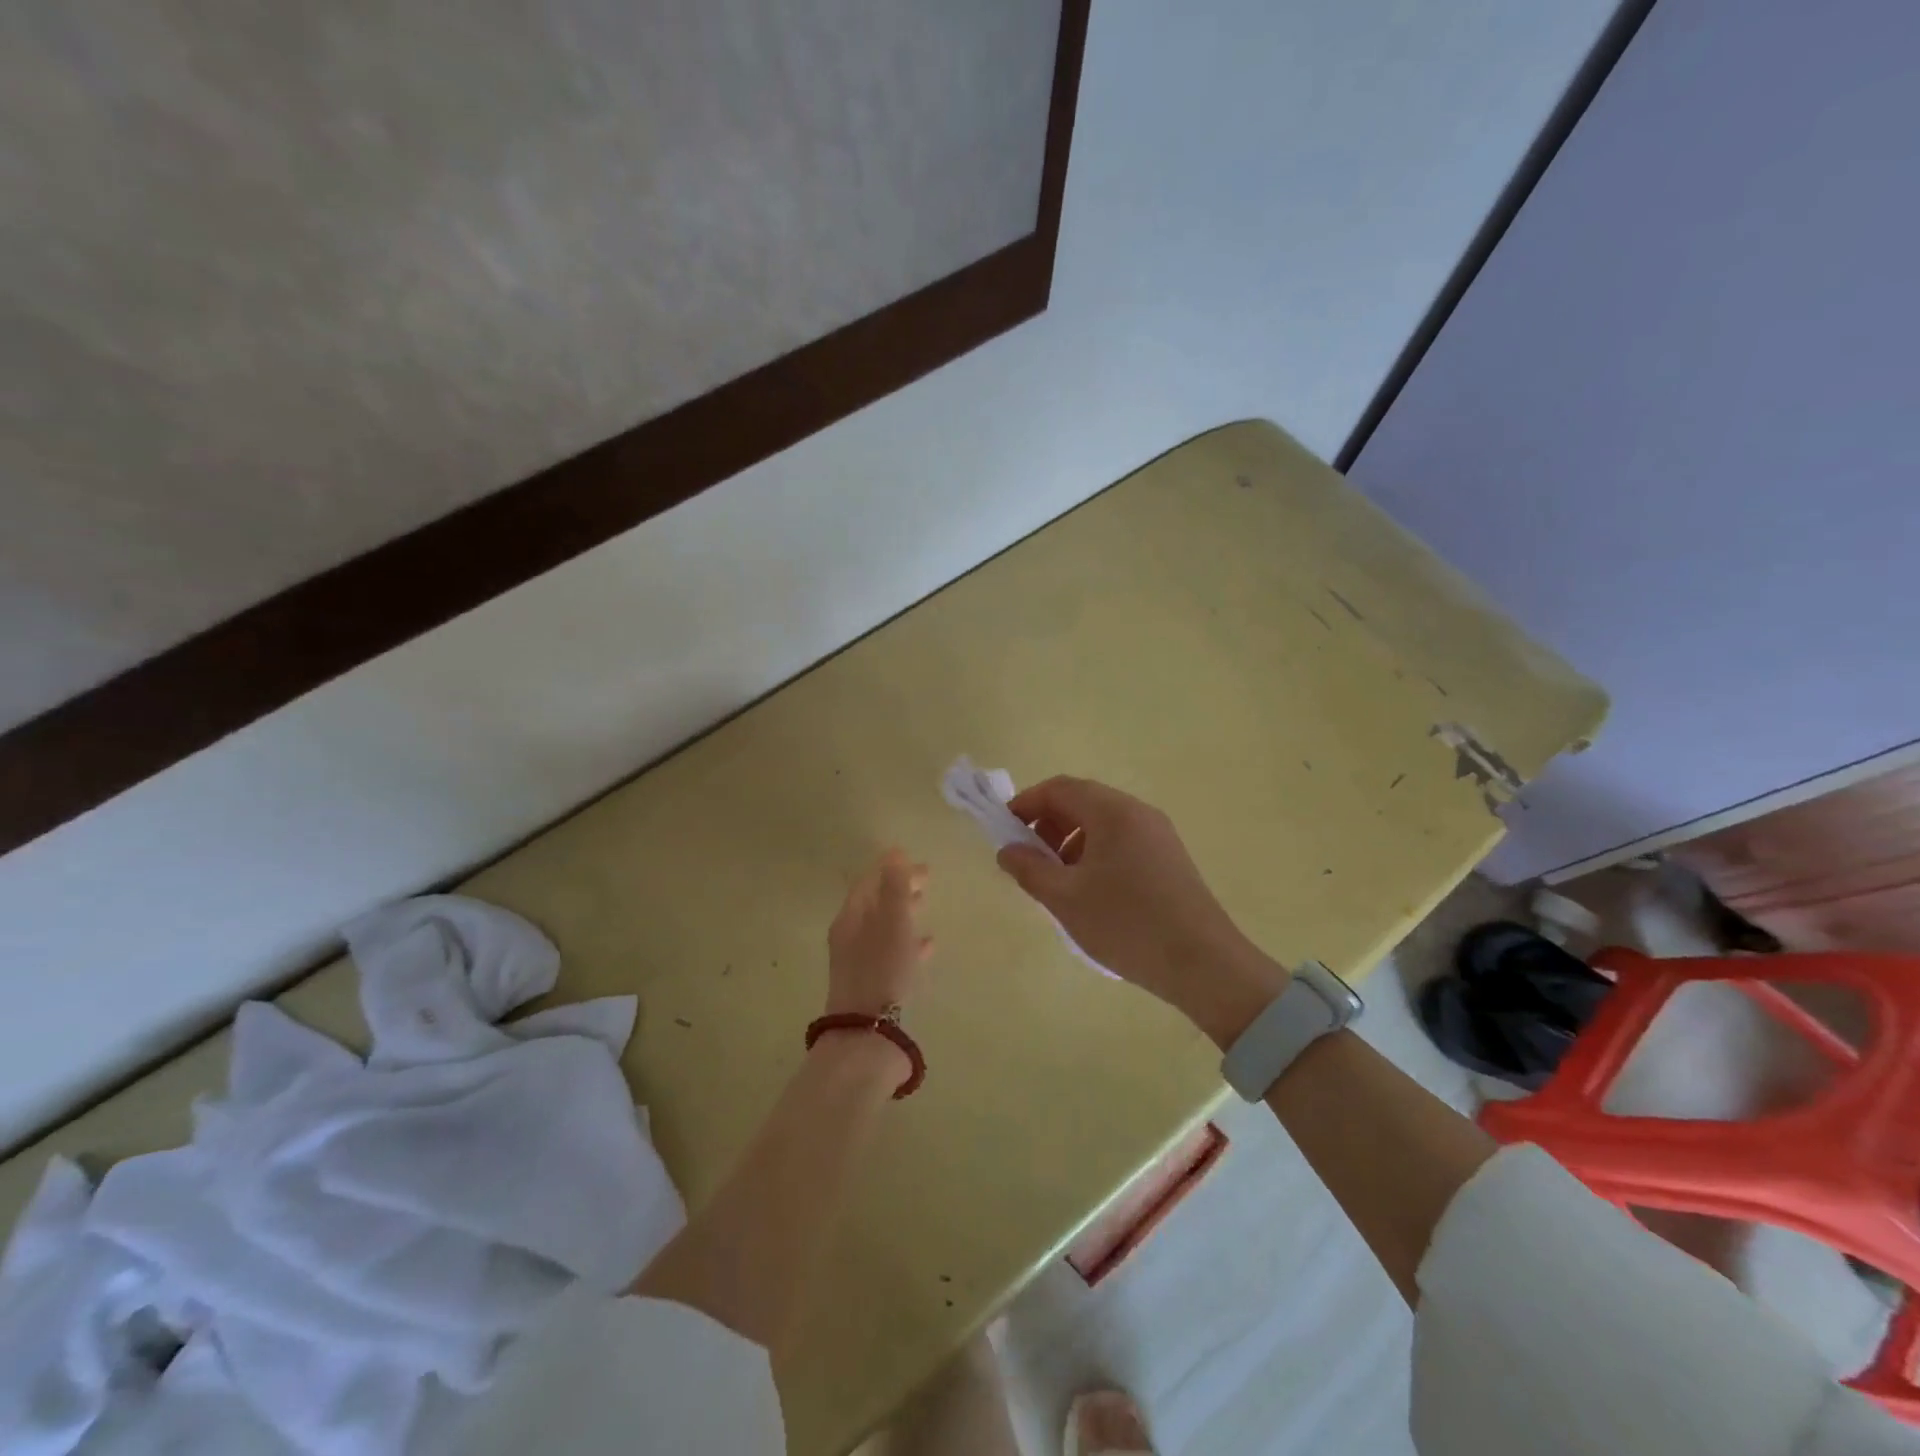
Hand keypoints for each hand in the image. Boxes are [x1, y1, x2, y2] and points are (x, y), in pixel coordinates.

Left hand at [825, 849, 933, 1018]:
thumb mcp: (893, 922)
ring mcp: (860, 960)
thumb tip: (894, 851)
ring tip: (926, 904)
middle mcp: (851, 935)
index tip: (919, 863)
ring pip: (884, 927)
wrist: (868, 1032)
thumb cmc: (882, 969)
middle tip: (927, 880)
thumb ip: (895, 886)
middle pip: (876, 902)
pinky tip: (928, 944)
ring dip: (904, 913)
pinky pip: (892, 952)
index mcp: (851, 916)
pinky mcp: (873, 983)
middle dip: (899, 888)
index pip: (869, 881)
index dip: (893, 868)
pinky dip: (909, 942)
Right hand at [996, 777, 1287, 1046]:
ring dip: (1070, 840)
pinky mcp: (1169, 857)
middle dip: (1048, 824)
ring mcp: (1158, 834)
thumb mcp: (1066, 898)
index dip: (1026, 803)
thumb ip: (1029, 869)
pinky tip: (1089, 891)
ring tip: (1057, 880)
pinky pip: (1121, 840)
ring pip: (1102, 822)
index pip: (1059, 788)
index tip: (1004, 831)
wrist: (1203, 964)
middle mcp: (1138, 812)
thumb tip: (1007, 851)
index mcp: (1113, 812)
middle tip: (1029, 859)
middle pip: (1082, 801)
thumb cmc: (1126, 924)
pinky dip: (1095, 853)